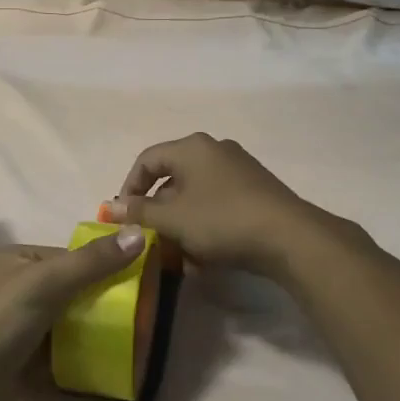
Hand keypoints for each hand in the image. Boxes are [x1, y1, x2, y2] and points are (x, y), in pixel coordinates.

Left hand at [0, 230, 145, 400]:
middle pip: (67, 289)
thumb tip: (141, 233)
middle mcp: (12, 289)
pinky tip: (106, 361)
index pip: (67, 256)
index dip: (101, 264)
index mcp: (13, 260)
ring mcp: (14, 328)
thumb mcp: (47, 282)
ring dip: (90, 329)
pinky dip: (77, 356)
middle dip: (99, 299)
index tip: (138, 278)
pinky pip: (55, 353)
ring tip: (131, 336)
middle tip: (139, 312)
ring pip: (62, 322)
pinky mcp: (17, 363)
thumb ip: (92, 262)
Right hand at [105, 133, 340, 279]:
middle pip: (172, 177)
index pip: (147, 160)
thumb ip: (139, 211)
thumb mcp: (173, 219)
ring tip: (177, 252)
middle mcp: (215, 150)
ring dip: (180, 221)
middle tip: (149, 237)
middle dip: (157, 210)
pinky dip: (204, 223)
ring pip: (196, 194)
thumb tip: (109, 206)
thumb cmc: (222, 220)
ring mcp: (239, 169)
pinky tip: (205, 253)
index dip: (129, 188)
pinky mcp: (256, 190)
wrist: (290, 238)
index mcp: (192, 147)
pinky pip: (218, 202)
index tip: (123, 217)